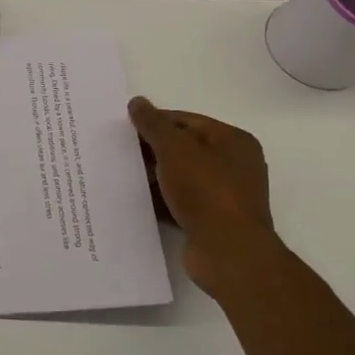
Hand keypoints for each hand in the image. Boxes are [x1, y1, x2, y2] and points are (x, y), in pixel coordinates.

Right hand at [129, 97, 279, 294]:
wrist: (228, 252)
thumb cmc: (206, 190)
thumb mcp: (175, 149)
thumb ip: (154, 124)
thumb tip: (137, 102)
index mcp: (233, 141)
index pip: (186, 120)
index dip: (155, 122)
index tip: (125, 129)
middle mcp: (234, 165)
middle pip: (184, 148)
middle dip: (152, 150)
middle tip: (120, 152)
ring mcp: (224, 195)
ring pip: (181, 177)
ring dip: (155, 177)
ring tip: (123, 176)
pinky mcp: (213, 221)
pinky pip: (181, 203)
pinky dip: (162, 201)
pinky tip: (136, 201)